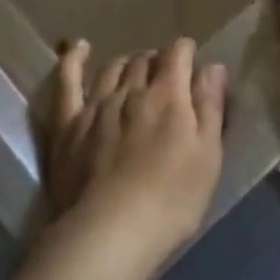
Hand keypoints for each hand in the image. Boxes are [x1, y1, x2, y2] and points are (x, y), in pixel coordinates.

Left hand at [44, 37, 226, 274]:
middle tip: (165, 76)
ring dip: (126, 63)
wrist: (111, 230)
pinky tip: (79, 48)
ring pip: (112, 68)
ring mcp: (95, 105)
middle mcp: (130, 91)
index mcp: (168, 96)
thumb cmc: (172, 199)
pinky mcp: (68, 123)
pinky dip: (73, 60)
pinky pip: (67, 81)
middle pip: (144, 60)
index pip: (177, 54)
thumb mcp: (208, 156)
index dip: (185, 51)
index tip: (191, 59)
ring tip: (134, 71)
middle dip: (157, 60)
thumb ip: (209, 107)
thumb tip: (212, 66)